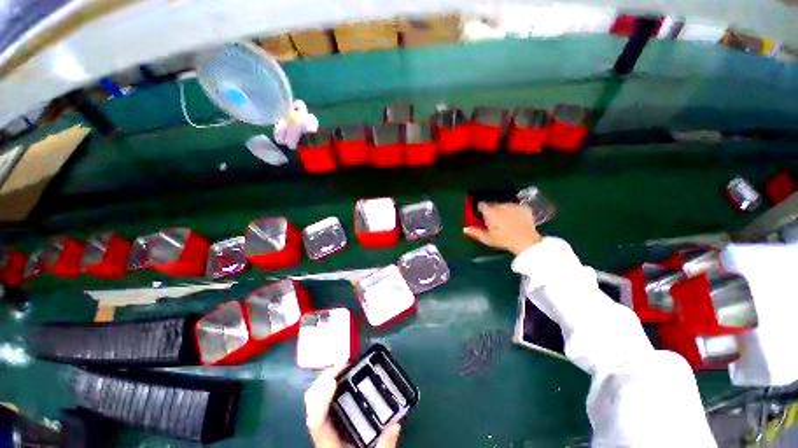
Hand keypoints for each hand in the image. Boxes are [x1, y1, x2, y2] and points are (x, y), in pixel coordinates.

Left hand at [305, 364, 401, 447]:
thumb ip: (383, 446)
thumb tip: (396, 425)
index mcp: (328, 442)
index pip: (316, 420)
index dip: (322, 399)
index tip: (334, 381)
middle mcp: (321, 430)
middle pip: (312, 401)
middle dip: (325, 379)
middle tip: (345, 364)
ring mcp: (322, 422)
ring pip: (315, 397)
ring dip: (327, 378)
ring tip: (344, 366)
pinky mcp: (326, 418)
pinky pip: (321, 397)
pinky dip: (328, 382)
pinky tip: (341, 376)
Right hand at [463, 202, 541, 255]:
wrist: (525, 240)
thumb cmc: (503, 240)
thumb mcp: (487, 238)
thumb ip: (475, 232)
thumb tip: (465, 229)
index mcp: (490, 212)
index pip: (482, 205)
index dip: (481, 209)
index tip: (481, 214)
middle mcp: (500, 205)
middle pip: (493, 204)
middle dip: (492, 209)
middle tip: (494, 219)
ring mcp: (513, 205)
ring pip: (505, 204)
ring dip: (504, 209)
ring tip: (506, 219)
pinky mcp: (524, 207)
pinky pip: (517, 206)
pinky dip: (515, 210)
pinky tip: (516, 217)